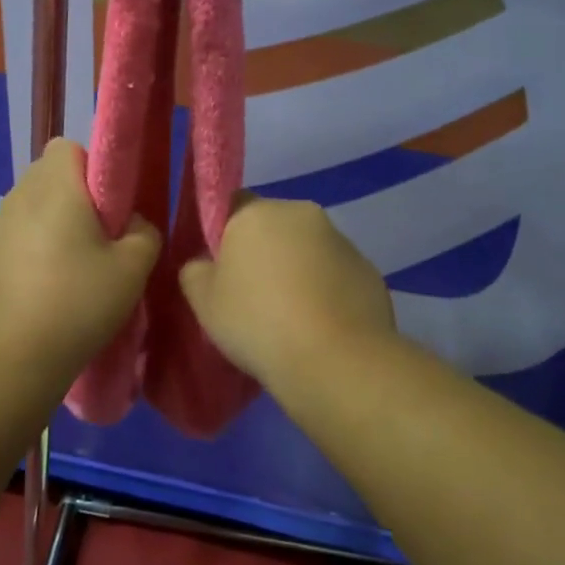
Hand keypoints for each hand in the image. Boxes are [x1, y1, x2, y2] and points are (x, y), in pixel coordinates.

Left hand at [0, 138, 160, 382]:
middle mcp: (18, 196)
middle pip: (50, 177)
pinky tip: (49, 292)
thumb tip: (132, 224)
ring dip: (55, 227)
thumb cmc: (76, 304)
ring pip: (33, 209)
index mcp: (53, 186)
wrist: (6, 361)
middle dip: (77, 198)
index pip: (68, 147)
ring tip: (77, 272)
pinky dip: (35, 252)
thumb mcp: (132, 269)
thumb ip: (144, 233)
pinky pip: (17, 239)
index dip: (94, 167)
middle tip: (102, 240)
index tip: (111, 205)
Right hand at [179, 193, 396, 387]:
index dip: (223, 232)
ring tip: (289, 319)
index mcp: (257, 212)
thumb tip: (205, 264)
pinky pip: (336, 276)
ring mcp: (342, 241)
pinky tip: (320, 328)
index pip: (233, 203)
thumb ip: (195, 271)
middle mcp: (302, 214)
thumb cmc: (257, 321)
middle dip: (264, 252)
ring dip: (297, 271)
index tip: (221, 268)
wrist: (336, 361)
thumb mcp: (203, 301)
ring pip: (307, 250)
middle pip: (273, 225)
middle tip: (252, 296)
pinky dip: (326, 292)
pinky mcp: (369, 271)